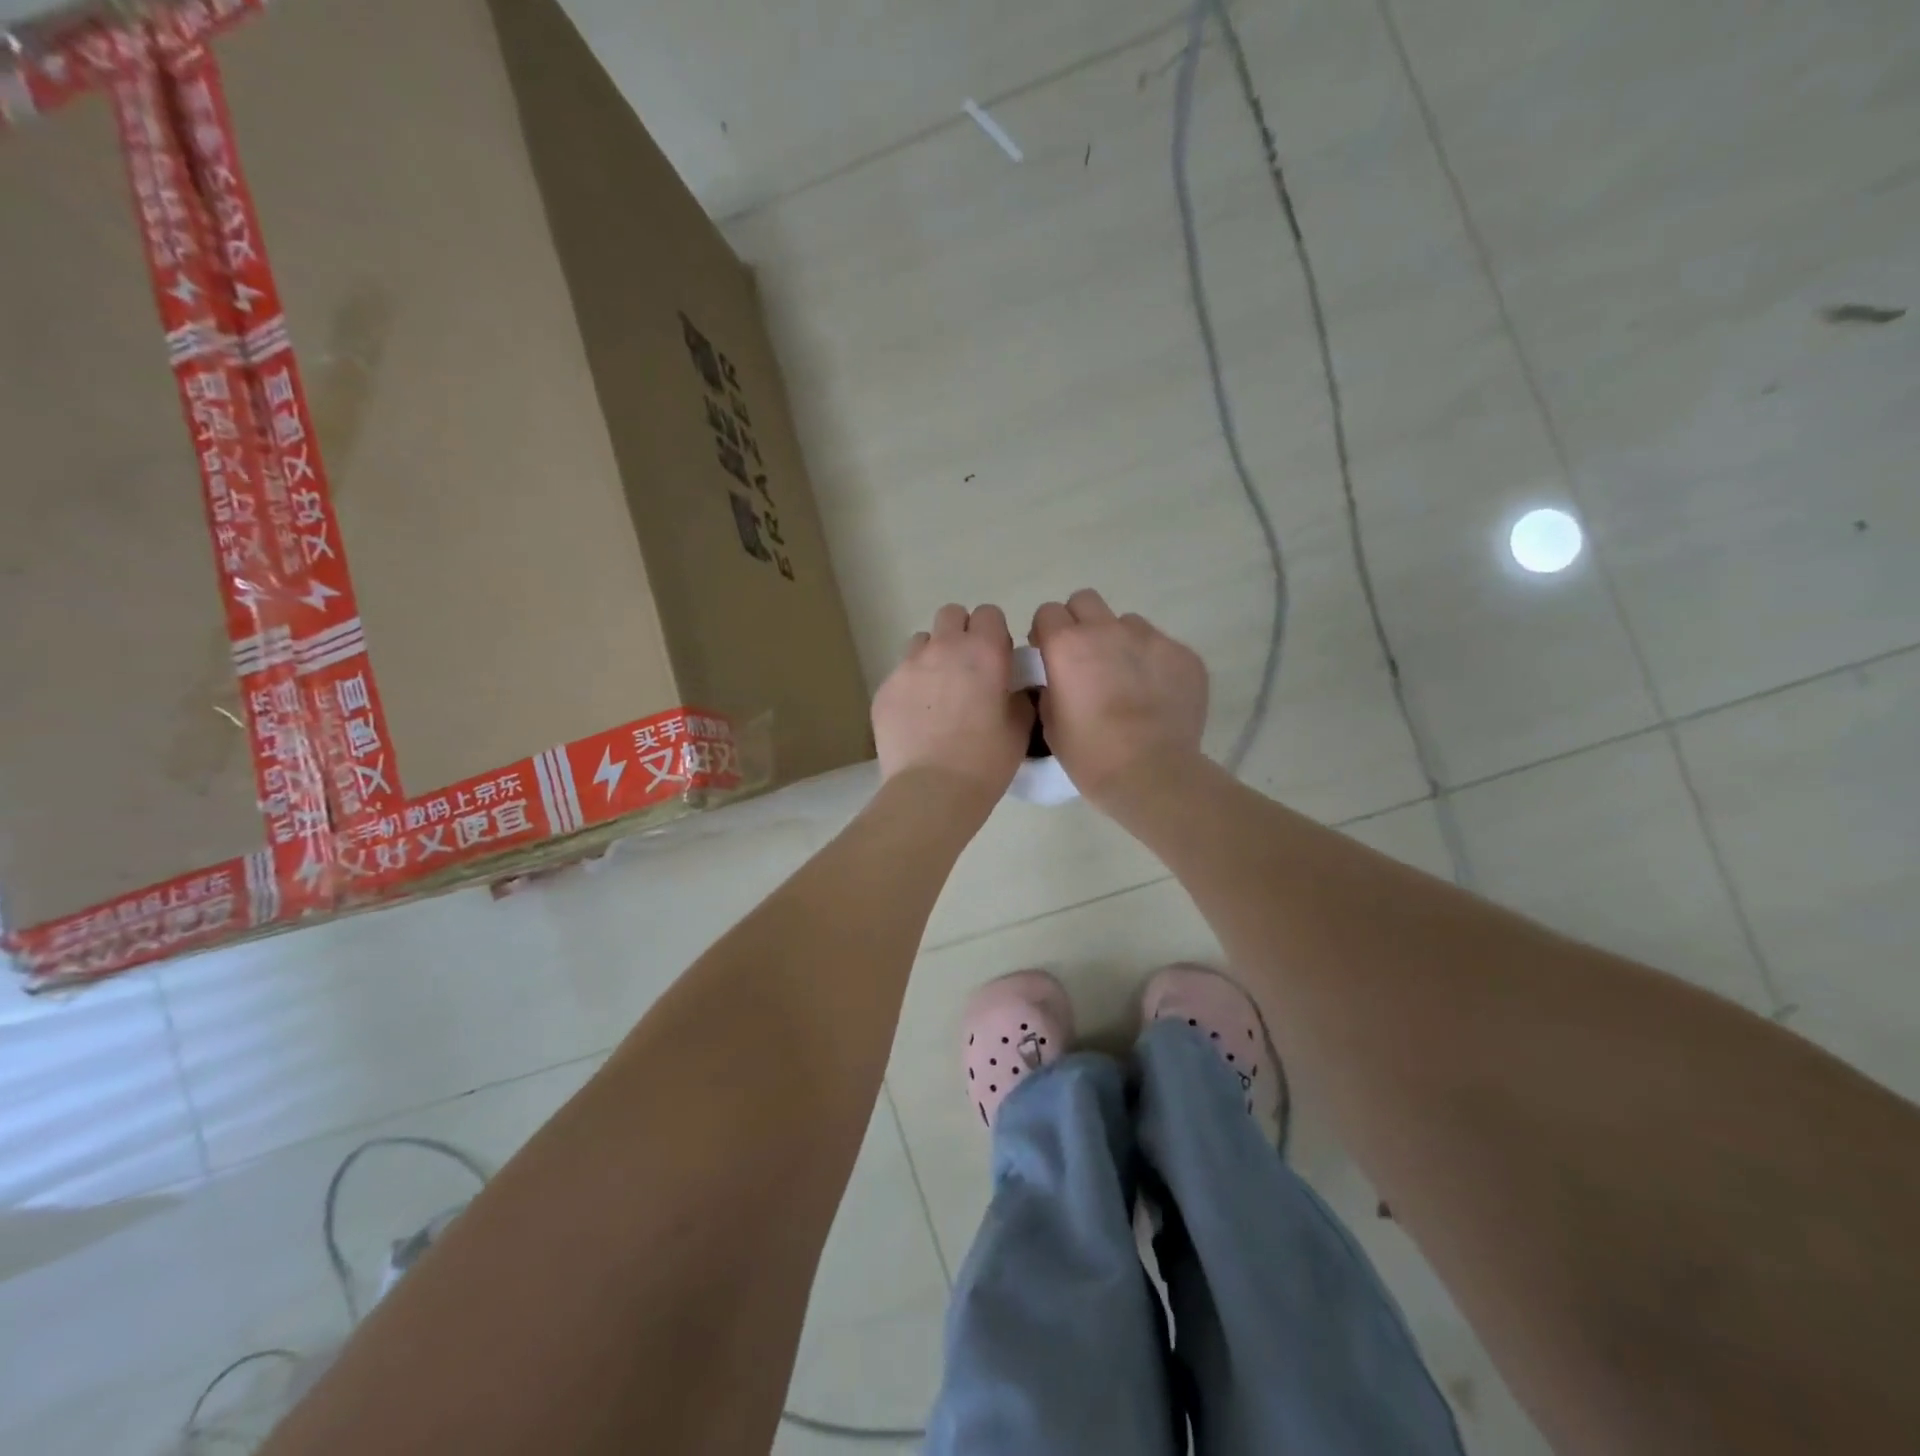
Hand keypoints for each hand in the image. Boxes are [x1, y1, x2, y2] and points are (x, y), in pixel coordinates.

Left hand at [873, 603, 1033, 802]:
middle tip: (968, 669)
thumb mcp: (1019, 729)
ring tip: (939, 691)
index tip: (997, 660)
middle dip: (961, 633)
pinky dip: (911, 686)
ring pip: (921, 641)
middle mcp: (943, 648)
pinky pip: (900, 674)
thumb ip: (1018, 696)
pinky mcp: (884, 690)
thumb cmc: (985, 761)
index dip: (994, 634)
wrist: (931, 790)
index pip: (989, 614)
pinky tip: (917, 718)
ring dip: (933, 655)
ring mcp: (908, 666)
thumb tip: (1012, 688)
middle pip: (951, 615)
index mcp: (983, 651)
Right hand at [1029, 590, 1207, 802]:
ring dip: (1119, 641)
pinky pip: (1161, 646)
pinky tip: (1155, 696)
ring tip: (1126, 679)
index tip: (1050, 657)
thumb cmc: (1091, 756)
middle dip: (1079, 623)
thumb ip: (1050, 686)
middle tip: (1084, 660)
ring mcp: (1151, 638)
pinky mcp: (1184, 654)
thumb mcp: (1050, 723)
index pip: (1047, 612)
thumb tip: (1058, 676)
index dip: (1046, 634)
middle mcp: (1108, 630)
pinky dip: (1153, 663)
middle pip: (1085, 601)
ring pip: (1127, 622)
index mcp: (1067, 645)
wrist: (1153, 775)